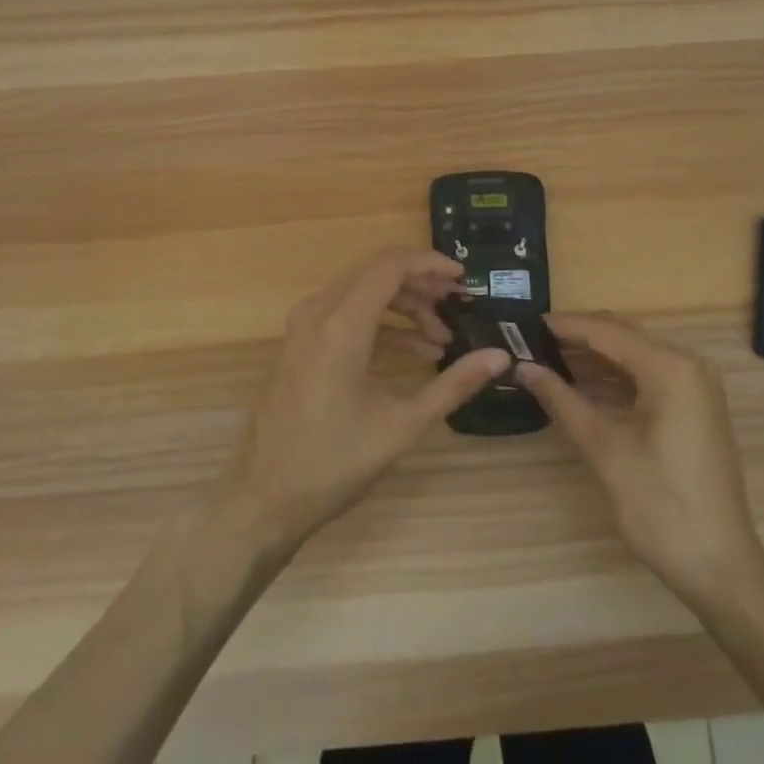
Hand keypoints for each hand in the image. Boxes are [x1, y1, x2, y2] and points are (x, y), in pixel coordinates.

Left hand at [219, 250, 511, 554]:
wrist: (263, 500)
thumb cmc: (334, 463)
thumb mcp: (402, 426)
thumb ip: (453, 385)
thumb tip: (500, 358)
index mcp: (342, 324)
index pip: (391, 266)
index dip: (430, 263)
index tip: (463, 278)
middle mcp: (319, 312)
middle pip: (377, 273)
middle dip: (421, 284)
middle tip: (457, 305)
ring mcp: (305, 326)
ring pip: (363, 291)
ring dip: (403, 306)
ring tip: (441, 337)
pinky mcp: (301, 342)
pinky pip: (346, 312)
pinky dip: (381, 323)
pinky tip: (413, 353)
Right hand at [516, 313, 763, 601]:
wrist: (720, 568)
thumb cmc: (659, 506)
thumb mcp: (603, 449)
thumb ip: (561, 399)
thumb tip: (523, 367)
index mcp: (669, 367)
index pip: (606, 331)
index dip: (563, 326)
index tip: (525, 325)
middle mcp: (688, 363)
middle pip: (622, 335)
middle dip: (578, 336)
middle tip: (533, 340)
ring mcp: (697, 384)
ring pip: (635, 352)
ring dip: (595, 354)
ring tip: (549, 357)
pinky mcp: (696, 405)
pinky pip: (649, 373)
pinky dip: (616, 374)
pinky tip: (584, 382)